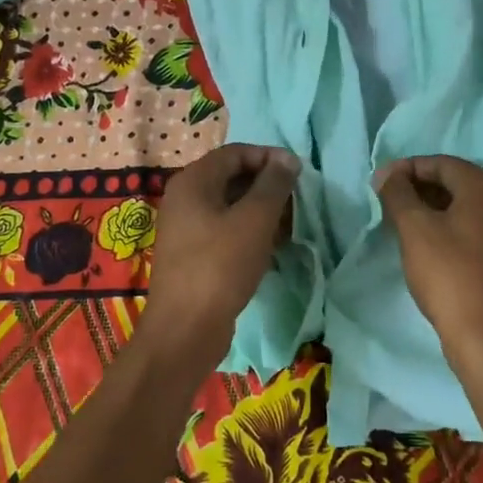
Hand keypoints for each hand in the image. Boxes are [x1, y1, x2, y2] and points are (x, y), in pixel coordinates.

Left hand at [142, 143, 299, 369]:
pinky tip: (271, 247)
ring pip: (230, 206)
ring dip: (261, 210)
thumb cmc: (220, 266)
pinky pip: (225, 230)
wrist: (185, 330)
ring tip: (289, 224)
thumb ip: (273, 184)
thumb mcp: (255, 220)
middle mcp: (184, 199)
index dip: (268, 156)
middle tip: (296, 199)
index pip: (235, 153)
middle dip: (266, 184)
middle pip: (231, 177)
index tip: (297, 171)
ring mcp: (186, 228)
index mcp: (193, 182)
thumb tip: (288, 159)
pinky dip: (249, 231)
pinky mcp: (193, 255)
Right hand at [375, 155, 482, 373]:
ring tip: (401, 221)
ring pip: (464, 206)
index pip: (441, 163)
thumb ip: (398, 193)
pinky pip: (474, 227)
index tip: (380, 183)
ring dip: (432, 207)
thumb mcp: (415, 228)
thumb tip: (388, 174)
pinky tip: (427, 243)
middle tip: (388, 201)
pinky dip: (449, 226)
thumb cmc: (449, 274)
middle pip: (455, 182)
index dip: (407, 168)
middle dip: (419, 187)